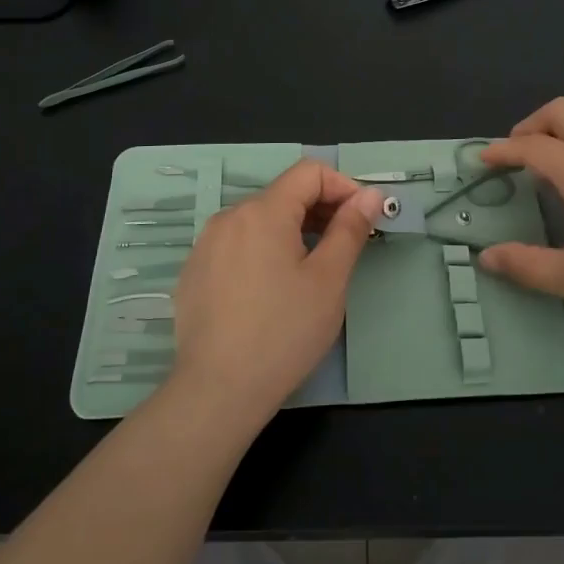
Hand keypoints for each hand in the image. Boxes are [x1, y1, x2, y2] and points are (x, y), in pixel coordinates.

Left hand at [169, 161, 386, 429]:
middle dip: (320, 210)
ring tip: (311, 271)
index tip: (363, 218)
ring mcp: (206, 245)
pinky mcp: (194, 272)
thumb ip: (350, 229)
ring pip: (259, 221)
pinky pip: (237, 245)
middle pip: (283, 195)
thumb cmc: (283, 332)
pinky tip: (272, 292)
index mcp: (263, 211)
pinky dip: (263, 252)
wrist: (217, 391)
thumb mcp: (328, 280)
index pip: (309, 172)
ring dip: (293, 231)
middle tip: (346, 247)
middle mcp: (229, 217)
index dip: (343, 186)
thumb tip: (370, 195)